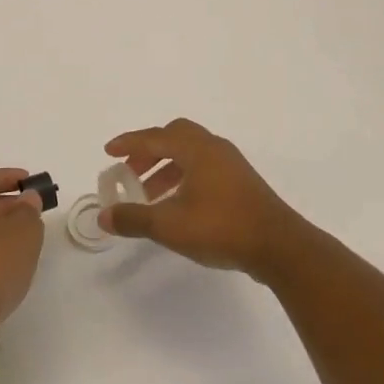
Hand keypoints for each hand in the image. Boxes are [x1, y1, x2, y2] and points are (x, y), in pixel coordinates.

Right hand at [100, 119, 307, 280]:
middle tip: (131, 171)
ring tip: (150, 195)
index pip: (154, 137)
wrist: (279, 247)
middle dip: (149, 151)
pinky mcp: (242, 182)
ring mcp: (231, 164)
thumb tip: (104, 216)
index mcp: (196, 149)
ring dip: (166, 167)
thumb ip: (134, 218)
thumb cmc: (222, 228)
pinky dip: (184, 177)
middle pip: (175, 137)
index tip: (109, 152)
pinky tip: (178, 204)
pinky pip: (204, 167)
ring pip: (191, 154)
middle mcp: (214, 148)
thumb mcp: (170, 225)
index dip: (129, 143)